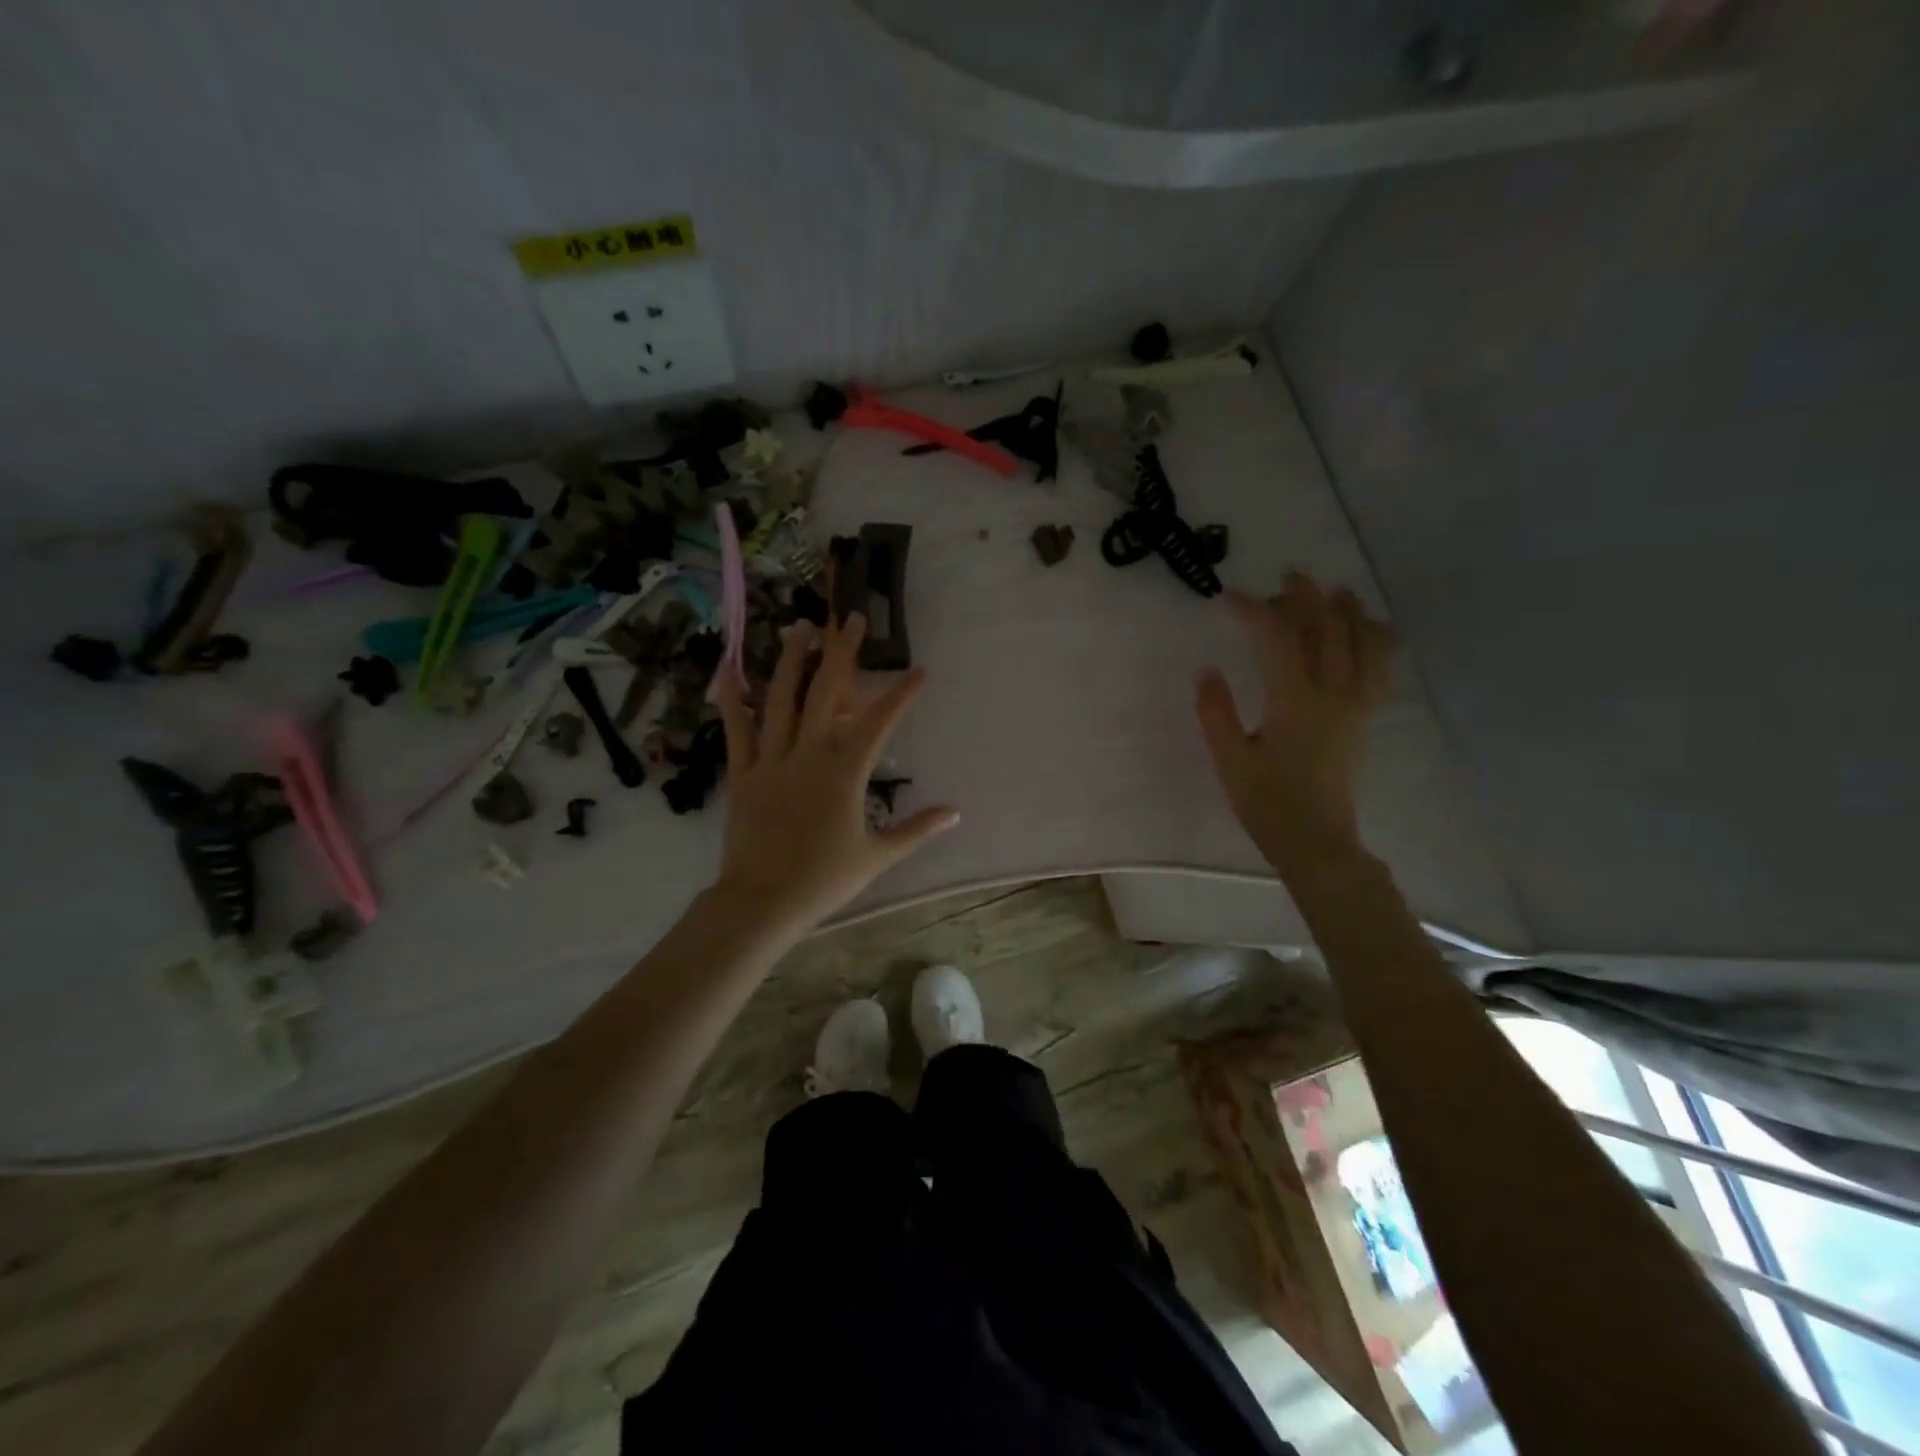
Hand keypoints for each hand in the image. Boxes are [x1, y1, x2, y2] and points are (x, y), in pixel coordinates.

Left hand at [711, 613, 957, 937]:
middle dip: (843, 652)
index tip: (920, 671)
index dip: (902, 694)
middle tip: (851, 618)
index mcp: (845, 771)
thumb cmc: (825, 879)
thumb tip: (955, 813)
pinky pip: (738, 730)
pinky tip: (730, 670)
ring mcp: (772, 759)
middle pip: (828, 692)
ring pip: (782, 699)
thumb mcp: (879, 856)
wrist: (763, 901)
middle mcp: (809, 753)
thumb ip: (917, 829)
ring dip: (793, 659)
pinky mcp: (743, 773)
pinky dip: (733, 699)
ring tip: (801, 627)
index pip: (881, 722)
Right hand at [1195, 573, 1393, 881]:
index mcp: (1294, 699)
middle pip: (1327, 626)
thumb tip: (1206, 669)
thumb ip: (1215, 711)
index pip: (1276, 636)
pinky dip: (1376, 637)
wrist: (1316, 840)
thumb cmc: (1267, 803)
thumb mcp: (1229, 758)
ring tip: (1332, 592)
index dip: (1253, 609)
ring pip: (1365, 638)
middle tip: (1285, 578)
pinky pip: (1383, 664)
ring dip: (1348, 608)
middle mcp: (1333, 691)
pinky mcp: (1366, 715)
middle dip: (1306, 594)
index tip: (1228, 598)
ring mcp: (1356, 702)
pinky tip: (1363, 631)